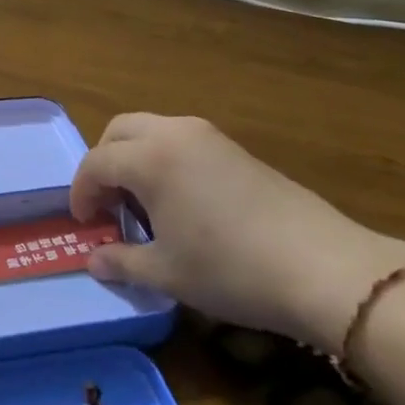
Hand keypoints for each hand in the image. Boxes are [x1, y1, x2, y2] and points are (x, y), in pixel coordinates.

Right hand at [71, 113, 404, 352]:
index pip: (96, 163)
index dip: (81, 193)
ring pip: (153, 131)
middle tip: (107, 204)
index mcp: (150, 158)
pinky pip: (182, 142)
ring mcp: (210, 137)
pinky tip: (181, 203)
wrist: (322, 268)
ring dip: (135, 159)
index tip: (84, 224)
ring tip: (143, 205)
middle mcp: (175, 134)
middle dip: (104, 163)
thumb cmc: (230, 269)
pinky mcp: (237, 149)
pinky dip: (165, 161)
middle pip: (120, 131)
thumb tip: (94, 260)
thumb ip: (122, 262)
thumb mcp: (167, 273)